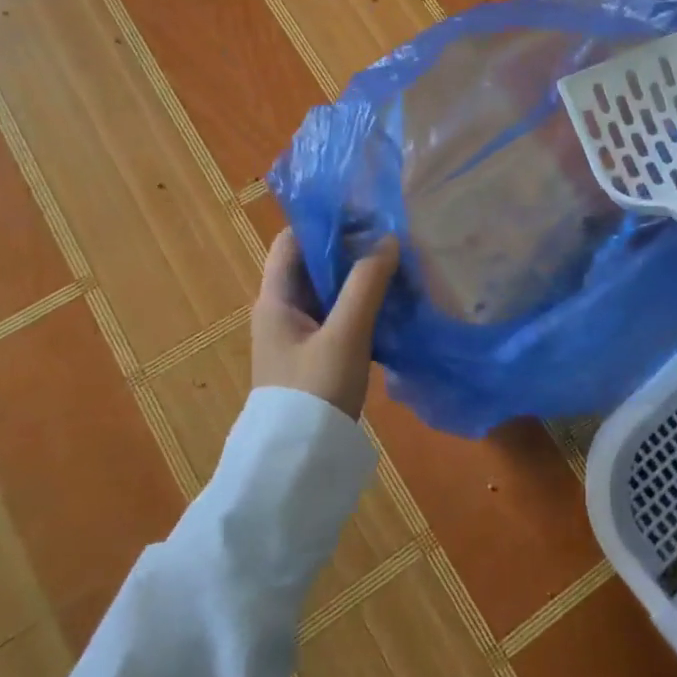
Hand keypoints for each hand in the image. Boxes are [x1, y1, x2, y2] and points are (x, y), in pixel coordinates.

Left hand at [253, 229, 399, 418]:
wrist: (299, 460)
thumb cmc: (315, 390)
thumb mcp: (345, 335)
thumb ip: (366, 285)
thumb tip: (388, 240)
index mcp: (276, 299)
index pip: (292, 241)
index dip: (325, 223)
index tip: (366, 217)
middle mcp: (283, 311)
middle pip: (314, 265)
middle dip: (351, 250)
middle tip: (393, 242)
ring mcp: (299, 335)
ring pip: (330, 291)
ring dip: (361, 279)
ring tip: (400, 269)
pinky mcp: (316, 354)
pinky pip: (340, 316)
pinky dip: (363, 305)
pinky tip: (393, 307)